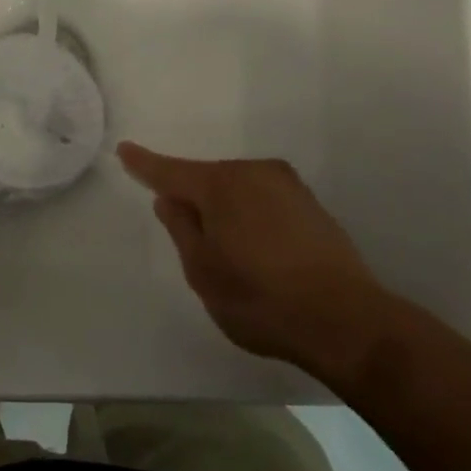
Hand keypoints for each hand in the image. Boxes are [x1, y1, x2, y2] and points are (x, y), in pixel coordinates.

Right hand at [118, 142, 394, 380]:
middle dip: (192, 198)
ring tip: (230, 255)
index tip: (125, 150)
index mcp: (220, 185)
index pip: (171, 171)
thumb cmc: (261, 299)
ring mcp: (286, 185)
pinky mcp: (310, 204)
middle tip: (189, 240)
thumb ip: (181, 229)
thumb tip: (170, 199)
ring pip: (237, 189)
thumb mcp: (203, 272)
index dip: (145, 164)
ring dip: (224, 209)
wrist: (346, 320)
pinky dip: (250, 215)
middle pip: (207, 179)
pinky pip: (263, 199)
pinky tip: (258, 250)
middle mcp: (253, 172)